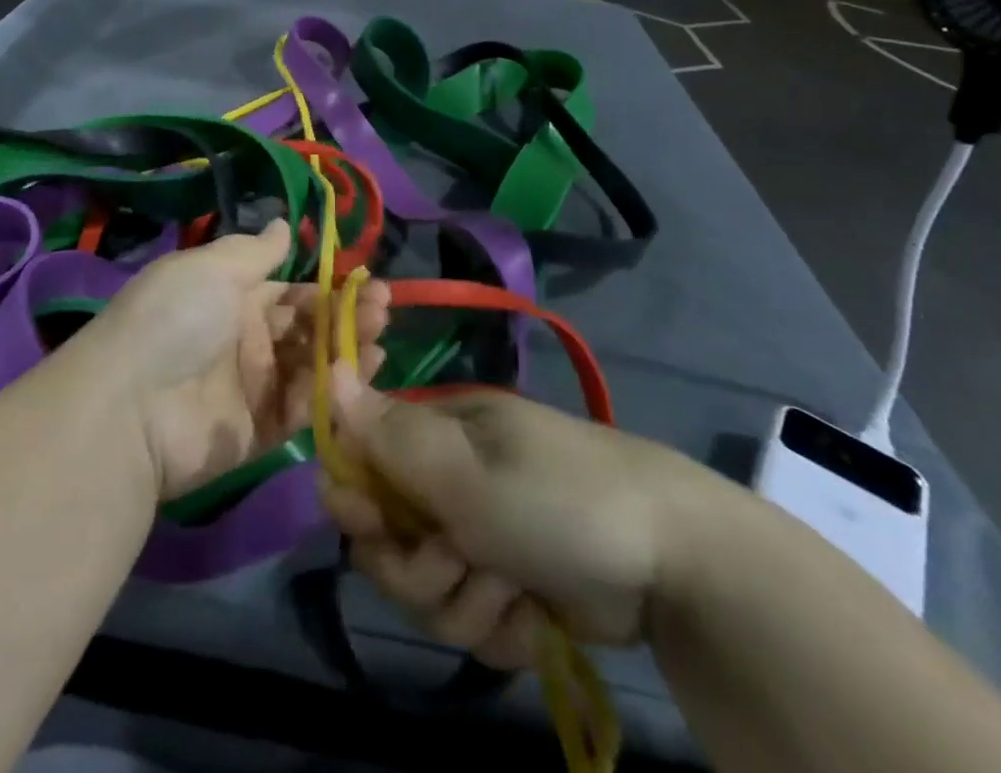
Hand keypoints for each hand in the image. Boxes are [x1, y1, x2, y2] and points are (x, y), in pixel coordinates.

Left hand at [95, 220, 390, 500]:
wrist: (131, 406)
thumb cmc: (176, 319)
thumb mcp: (212, 268)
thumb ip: (255, 251)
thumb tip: (283, 224)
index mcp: (231, 298)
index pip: (290, 291)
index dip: (327, 288)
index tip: (366, 282)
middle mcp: (244, 340)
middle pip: (306, 328)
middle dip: (345, 316)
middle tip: (382, 308)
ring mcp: (251, 388)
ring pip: (310, 367)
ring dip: (346, 350)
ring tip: (379, 336)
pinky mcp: (257, 433)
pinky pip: (300, 410)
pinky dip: (330, 393)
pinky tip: (360, 374)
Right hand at [319, 370, 715, 666]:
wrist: (670, 561)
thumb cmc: (556, 496)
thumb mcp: (467, 469)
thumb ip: (390, 435)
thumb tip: (330, 373)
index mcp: (438, 434)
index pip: (361, 460)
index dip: (354, 497)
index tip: (371, 523)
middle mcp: (451, 481)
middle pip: (387, 541)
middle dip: (415, 570)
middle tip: (458, 565)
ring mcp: (482, 536)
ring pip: (426, 593)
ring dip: (463, 604)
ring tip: (511, 591)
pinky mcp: (511, 588)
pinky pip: (472, 621)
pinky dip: (501, 627)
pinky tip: (536, 615)